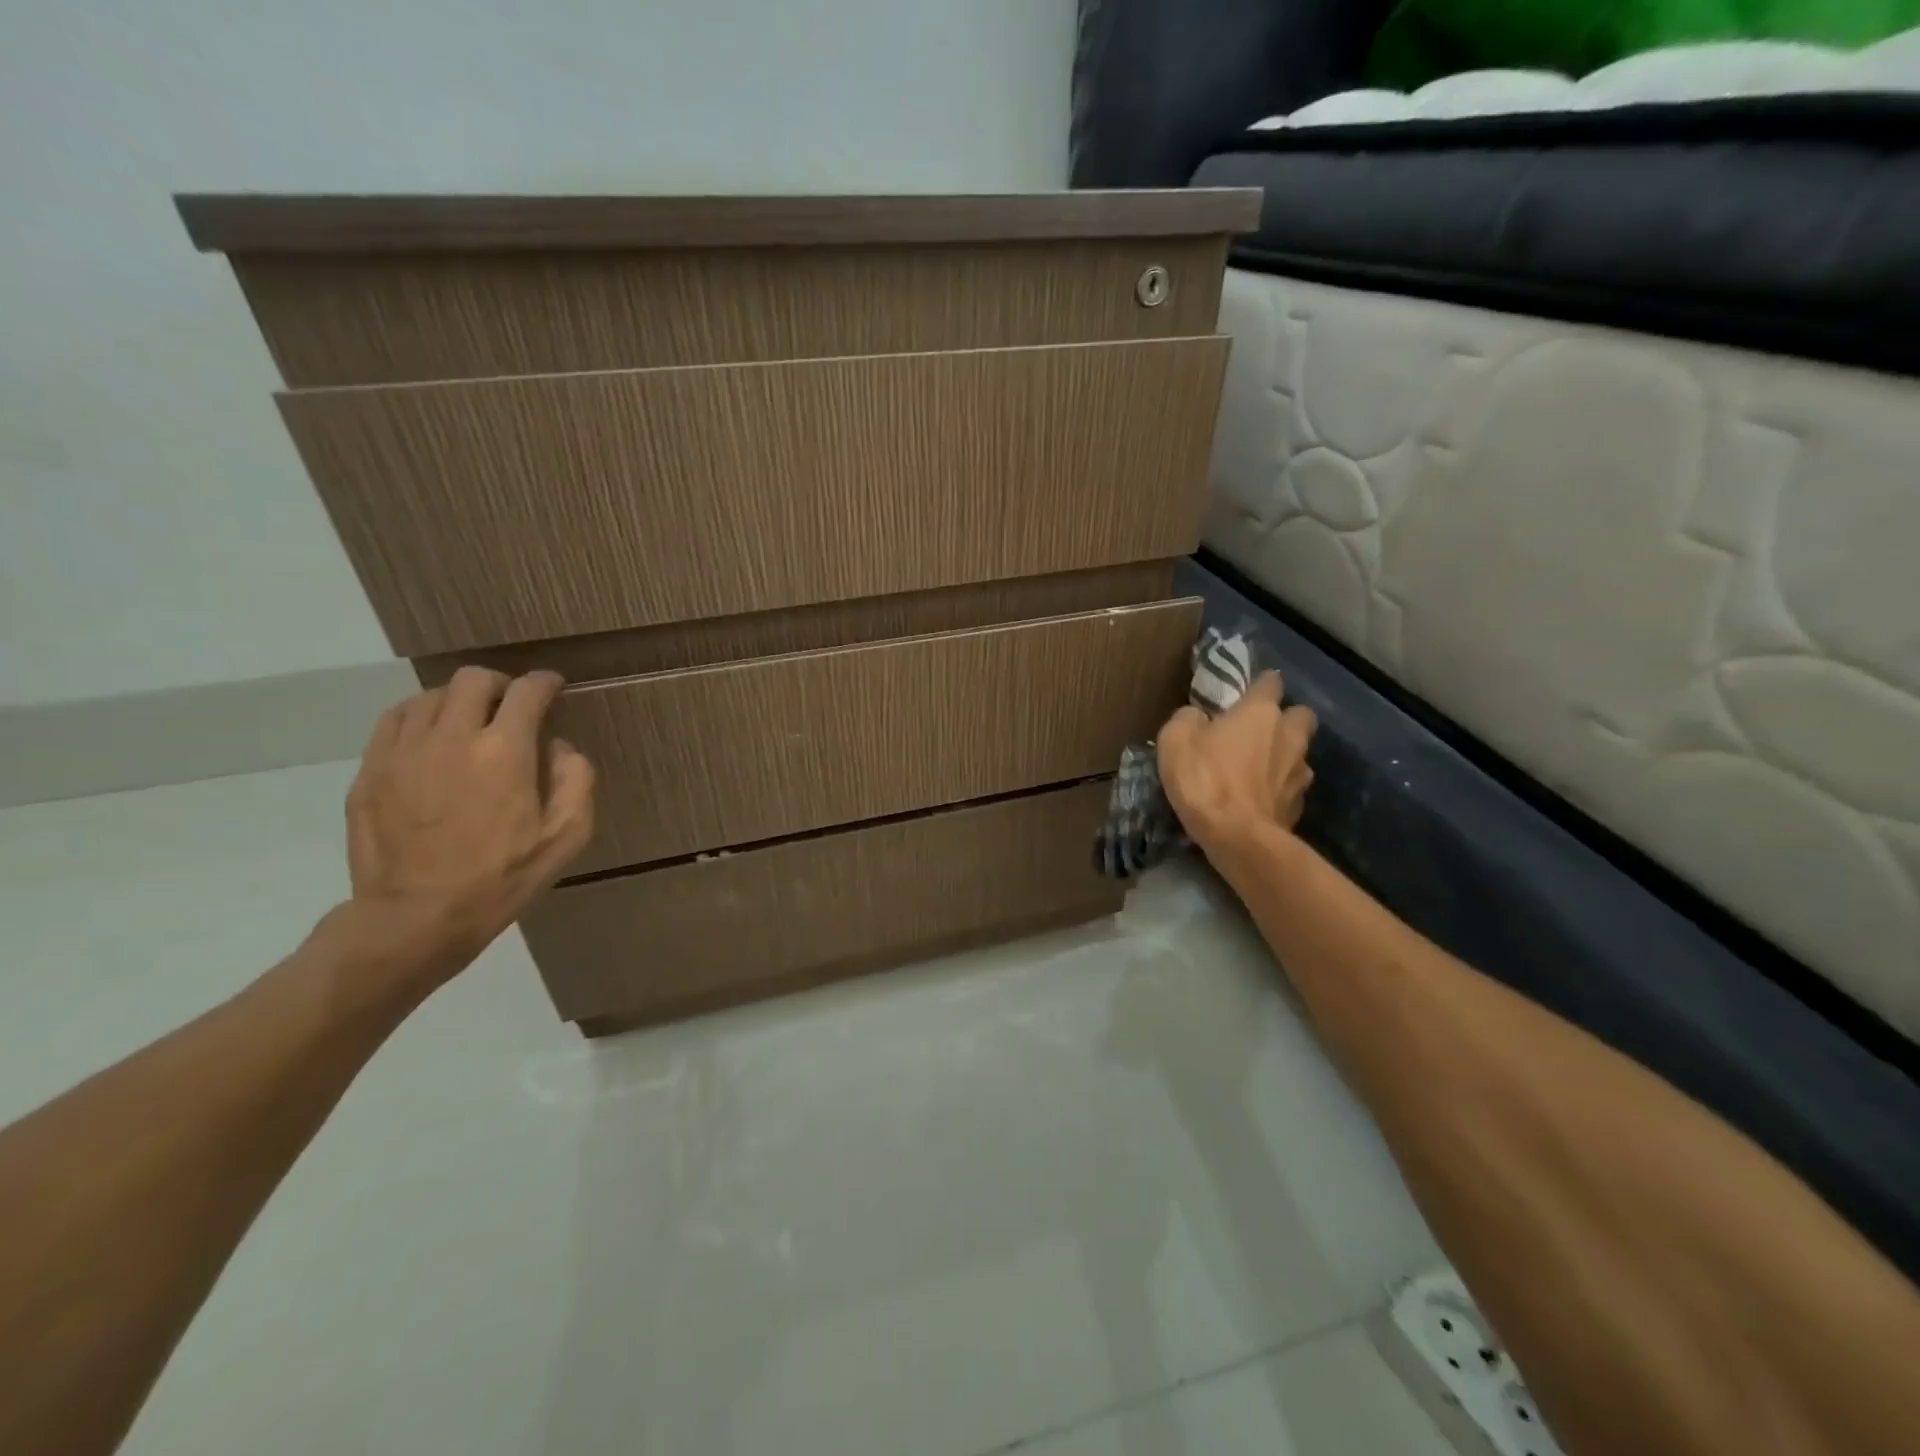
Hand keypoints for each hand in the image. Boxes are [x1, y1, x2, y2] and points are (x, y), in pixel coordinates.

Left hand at [342, 668, 595, 986]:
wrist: (416, 917)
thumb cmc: (502, 878)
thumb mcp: (566, 837)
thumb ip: (576, 781)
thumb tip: (560, 748)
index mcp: (505, 751)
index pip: (527, 693)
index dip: (544, 683)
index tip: (552, 686)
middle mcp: (452, 737)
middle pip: (473, 680)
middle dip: (500, 683)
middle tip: (511, 702)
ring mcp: (403, 752)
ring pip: (429, 695)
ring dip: (457, 699)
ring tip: (468, 720)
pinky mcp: (371, 771)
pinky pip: (394, 721)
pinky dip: (418, 716)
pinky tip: (429, 736)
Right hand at [1157, 671, 1315, 849]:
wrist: (1238, 837)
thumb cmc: (1204, 779)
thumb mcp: (1174, 741)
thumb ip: (1188, 719)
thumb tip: (1197, 717)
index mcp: (1260, 712)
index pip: (1270, 682)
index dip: (1259, 684)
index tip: (1247, 692)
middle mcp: (1288, 735)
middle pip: (1300, 715)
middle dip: (1286, 718)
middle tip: (1259, 730)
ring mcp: (1299, 771)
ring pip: (1300, 753)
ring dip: (1284, 756)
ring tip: (1259, 769)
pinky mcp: (1299, 804)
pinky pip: (1292, 786)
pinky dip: (1279, 789)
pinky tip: (1260, 799)